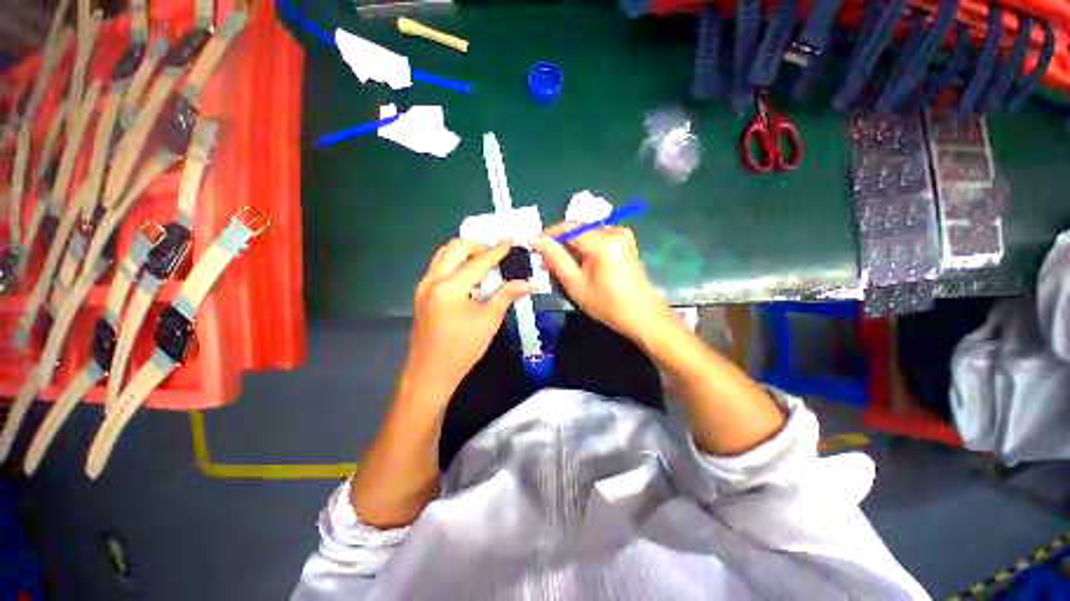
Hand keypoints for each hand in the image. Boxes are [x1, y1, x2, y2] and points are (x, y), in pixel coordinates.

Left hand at [402, 240, 531, 397]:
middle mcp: (433, 279)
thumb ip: (507, 296)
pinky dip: (454, 262)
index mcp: (450, 287)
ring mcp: (423, 285)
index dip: (498, 250)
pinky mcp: (421, 293)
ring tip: (483, 260)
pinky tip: (468, 274)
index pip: (479, 261)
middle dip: (478, 245)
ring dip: (464, 252)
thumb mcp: (489, 321)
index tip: (511, 240)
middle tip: (496, 253)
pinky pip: (438, 266)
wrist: (430, 373)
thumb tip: (528, 282)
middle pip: (455, 248)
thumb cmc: (462, 349)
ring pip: (443, 254)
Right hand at [530, 224, 671, 343]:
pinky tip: (580, 266)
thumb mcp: (576, 284)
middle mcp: (615, 231)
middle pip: (577, 230)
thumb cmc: (608, 305)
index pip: (568, 228)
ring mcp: (623, 235)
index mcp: (604, 242)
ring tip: (562, 268)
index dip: (548, 236)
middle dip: (560, 245)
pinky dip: (584, 250)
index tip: (533, 248)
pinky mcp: (625, 242)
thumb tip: (536, 240)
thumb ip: (555, 259)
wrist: (642, 316)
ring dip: (571, 248)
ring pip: (586, 235)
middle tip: (546, 264)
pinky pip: (597, 239)